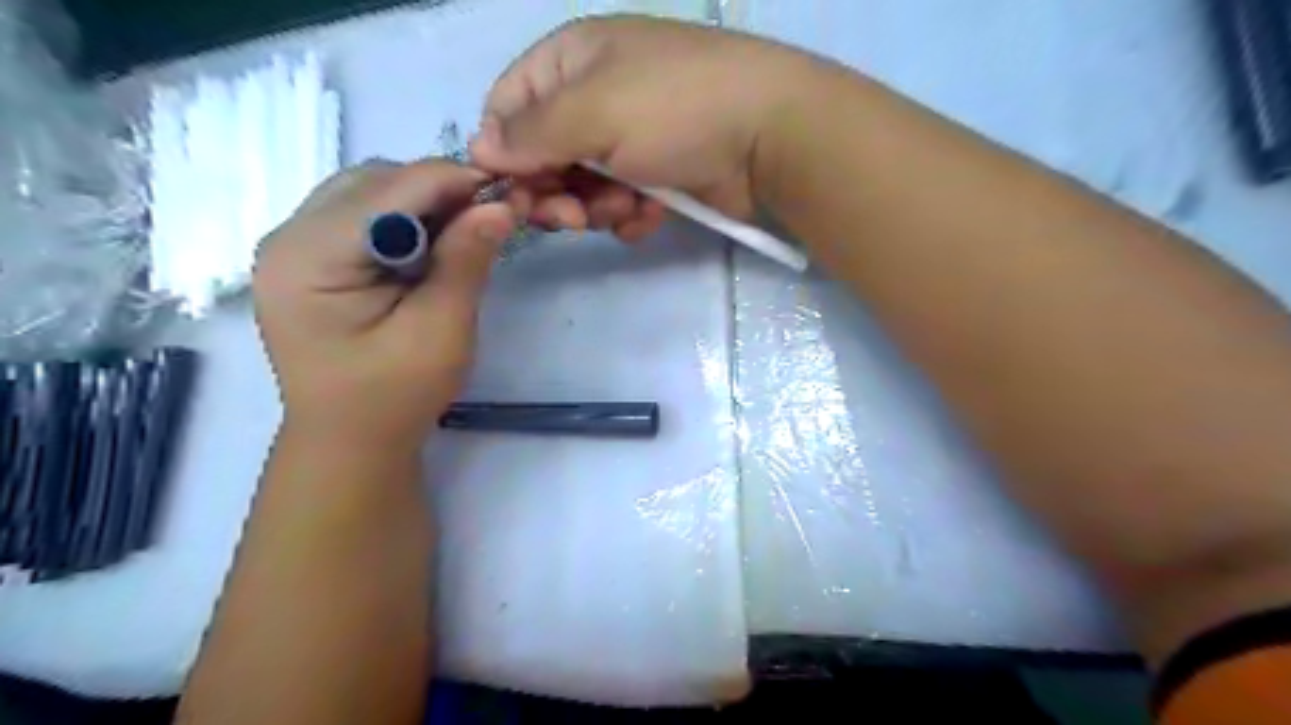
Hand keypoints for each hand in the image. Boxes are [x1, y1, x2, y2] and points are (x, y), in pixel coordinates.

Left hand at [257, 158, 518, 446]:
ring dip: (423, 203)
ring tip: (466, 231)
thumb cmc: (395, 395)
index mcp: (309, 256)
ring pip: (370, 192)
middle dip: (438, 190)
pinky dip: (407, 220)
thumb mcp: (441, 329)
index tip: (510, 191)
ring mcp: (295, 246)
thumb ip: (466, 261)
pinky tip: (435, 244)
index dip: (453, 180)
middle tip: (490, 216)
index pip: (389, 190)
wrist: (352, 441)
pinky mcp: (312, 259)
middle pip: (374, 182)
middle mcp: (289, 237)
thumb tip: (501, 204)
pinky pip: (364, 216)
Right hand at [471, 14, 810, 240]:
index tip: (516, 190)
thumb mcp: (594, 110)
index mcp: (573, 60)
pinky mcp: (656, 176)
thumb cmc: (676, 109)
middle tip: (572, 219)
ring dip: (595, 207)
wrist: (770, 137)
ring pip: (581, 186)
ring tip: (624, 210)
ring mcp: (629, 138)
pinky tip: (647, 216)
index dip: (505, 151)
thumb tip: (480, 150)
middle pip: (544, 155)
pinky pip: (618, 202)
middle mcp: (596, 96)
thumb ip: (531, 133)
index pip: (509, 106)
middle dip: (554, 192)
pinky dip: (626, 215)